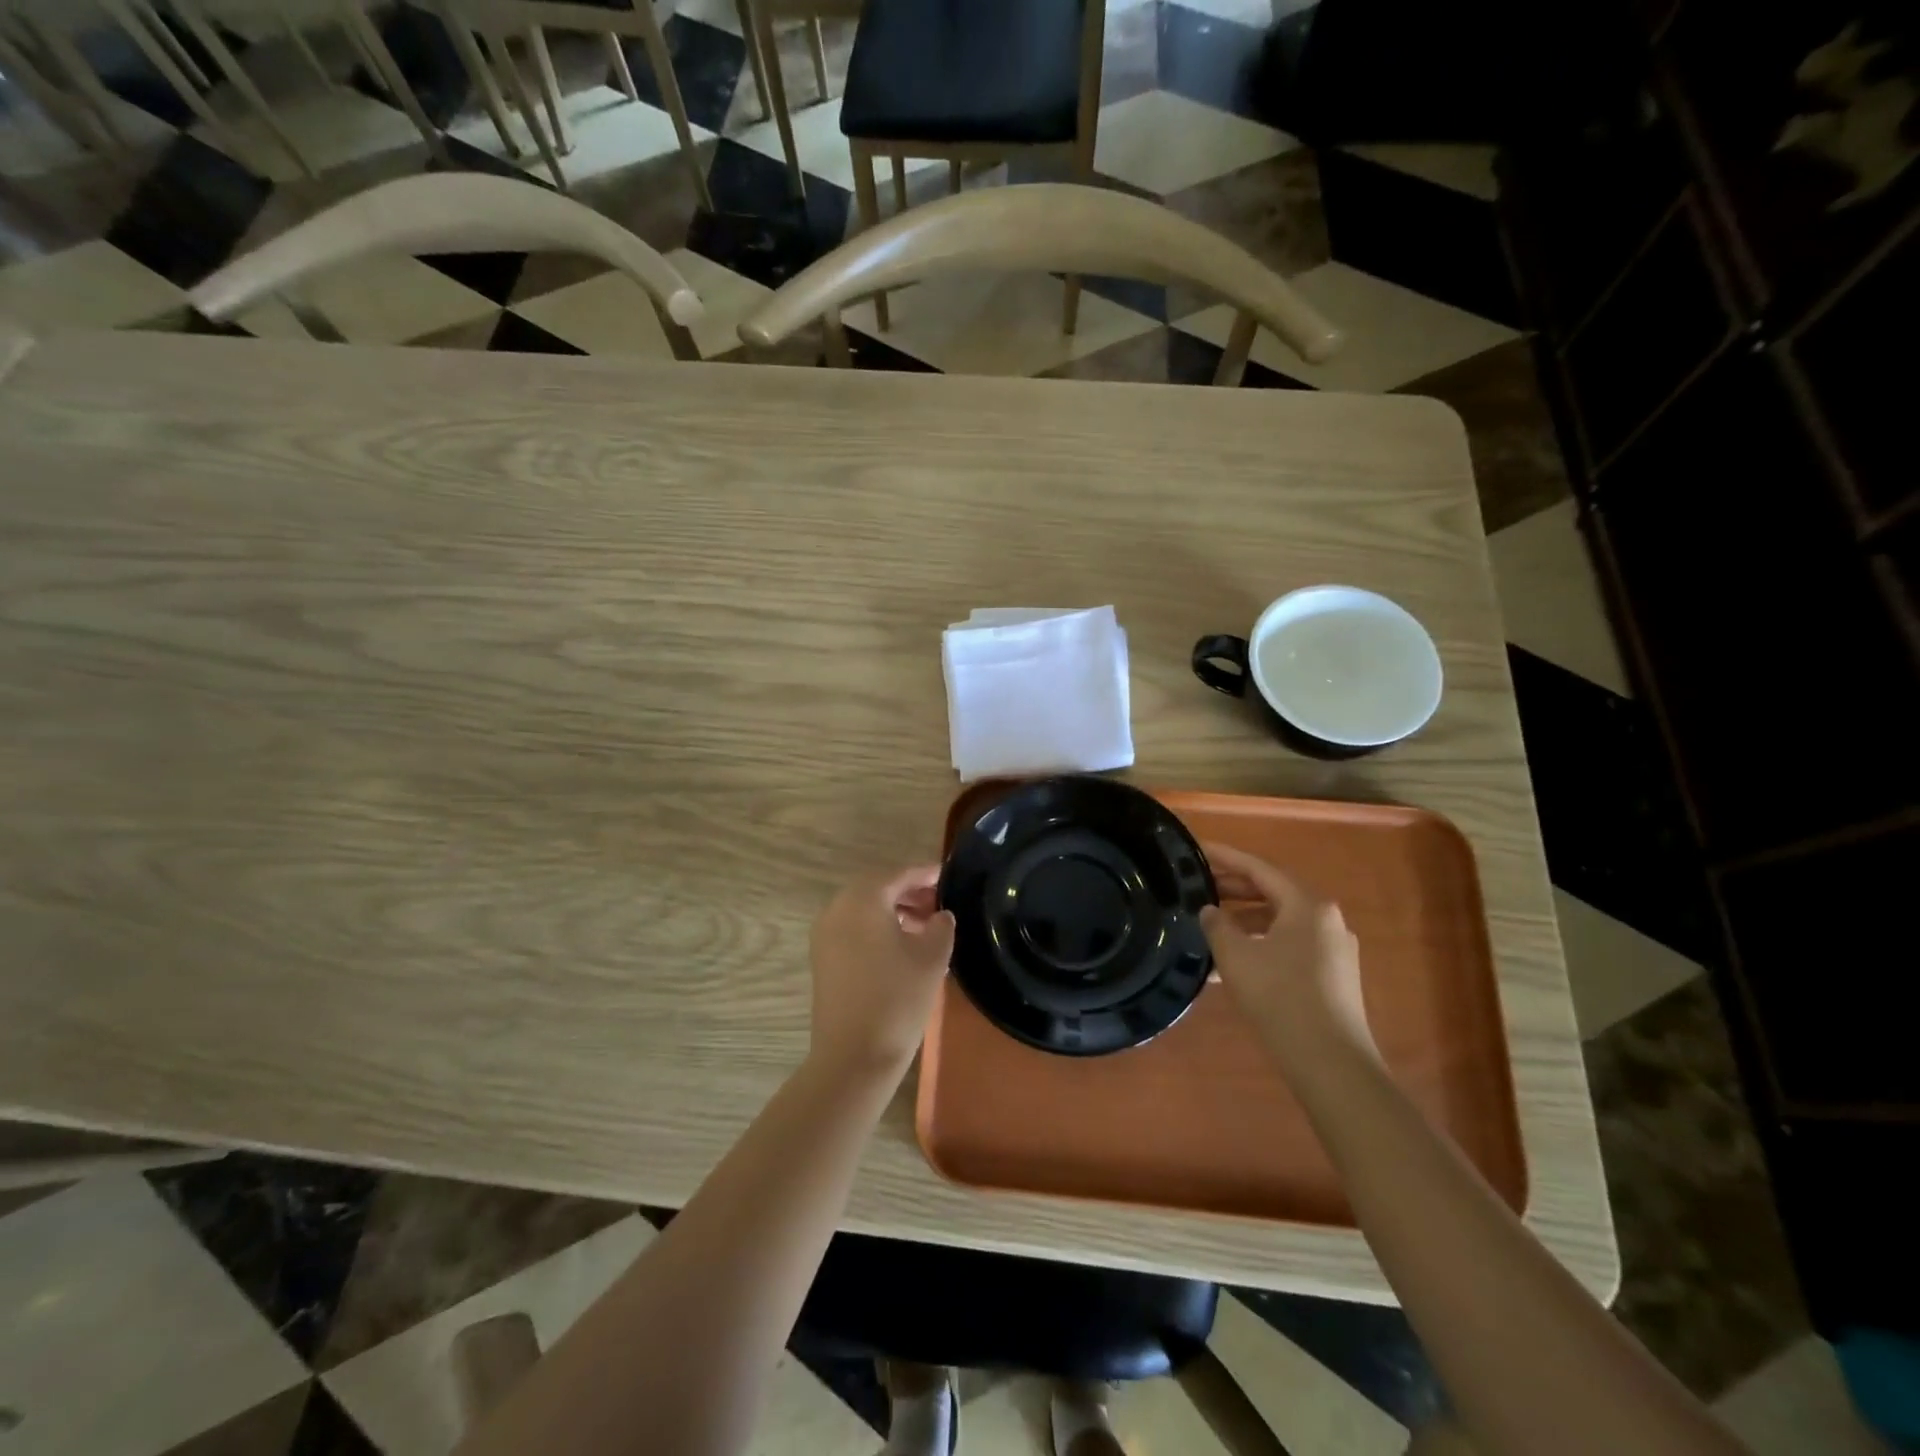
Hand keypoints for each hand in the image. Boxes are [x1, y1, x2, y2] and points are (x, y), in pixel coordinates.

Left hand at [808, 865, 955, 1080]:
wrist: (853, 1055)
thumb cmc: (897, 998)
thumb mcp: (932, 957)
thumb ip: (941, 926)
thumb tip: (940, 915)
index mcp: (863, 898)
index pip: (899, 874)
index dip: (925, 873)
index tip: (947, 875)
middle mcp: (838, 907)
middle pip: (878, 887)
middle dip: (909, 891)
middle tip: (939, 903)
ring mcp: (825, 933)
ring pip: (864, 908)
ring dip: (893, 910)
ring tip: (926, 927)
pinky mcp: (822, 957)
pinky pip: (853, 928)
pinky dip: (877, 927)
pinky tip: (902, 947)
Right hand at [1200, 843, 1377, 1066]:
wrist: (1330, 1062)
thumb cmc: (1280, 997)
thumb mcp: (1236, 956)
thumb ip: (1217, 925)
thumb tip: (1210, 911)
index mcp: (1307, 905)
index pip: (1259, 868)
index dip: (1225, 858)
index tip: (1198, 850)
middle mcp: (1326, 919)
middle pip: (1273, 892)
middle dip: (1234, 889)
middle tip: (1199, 886)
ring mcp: (1333, 949)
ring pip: (1281, 921)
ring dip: (1245, 920)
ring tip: (1210, 927)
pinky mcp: (1332, 976)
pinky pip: (1289, 945)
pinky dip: (1261, 944)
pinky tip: (1233, 963)